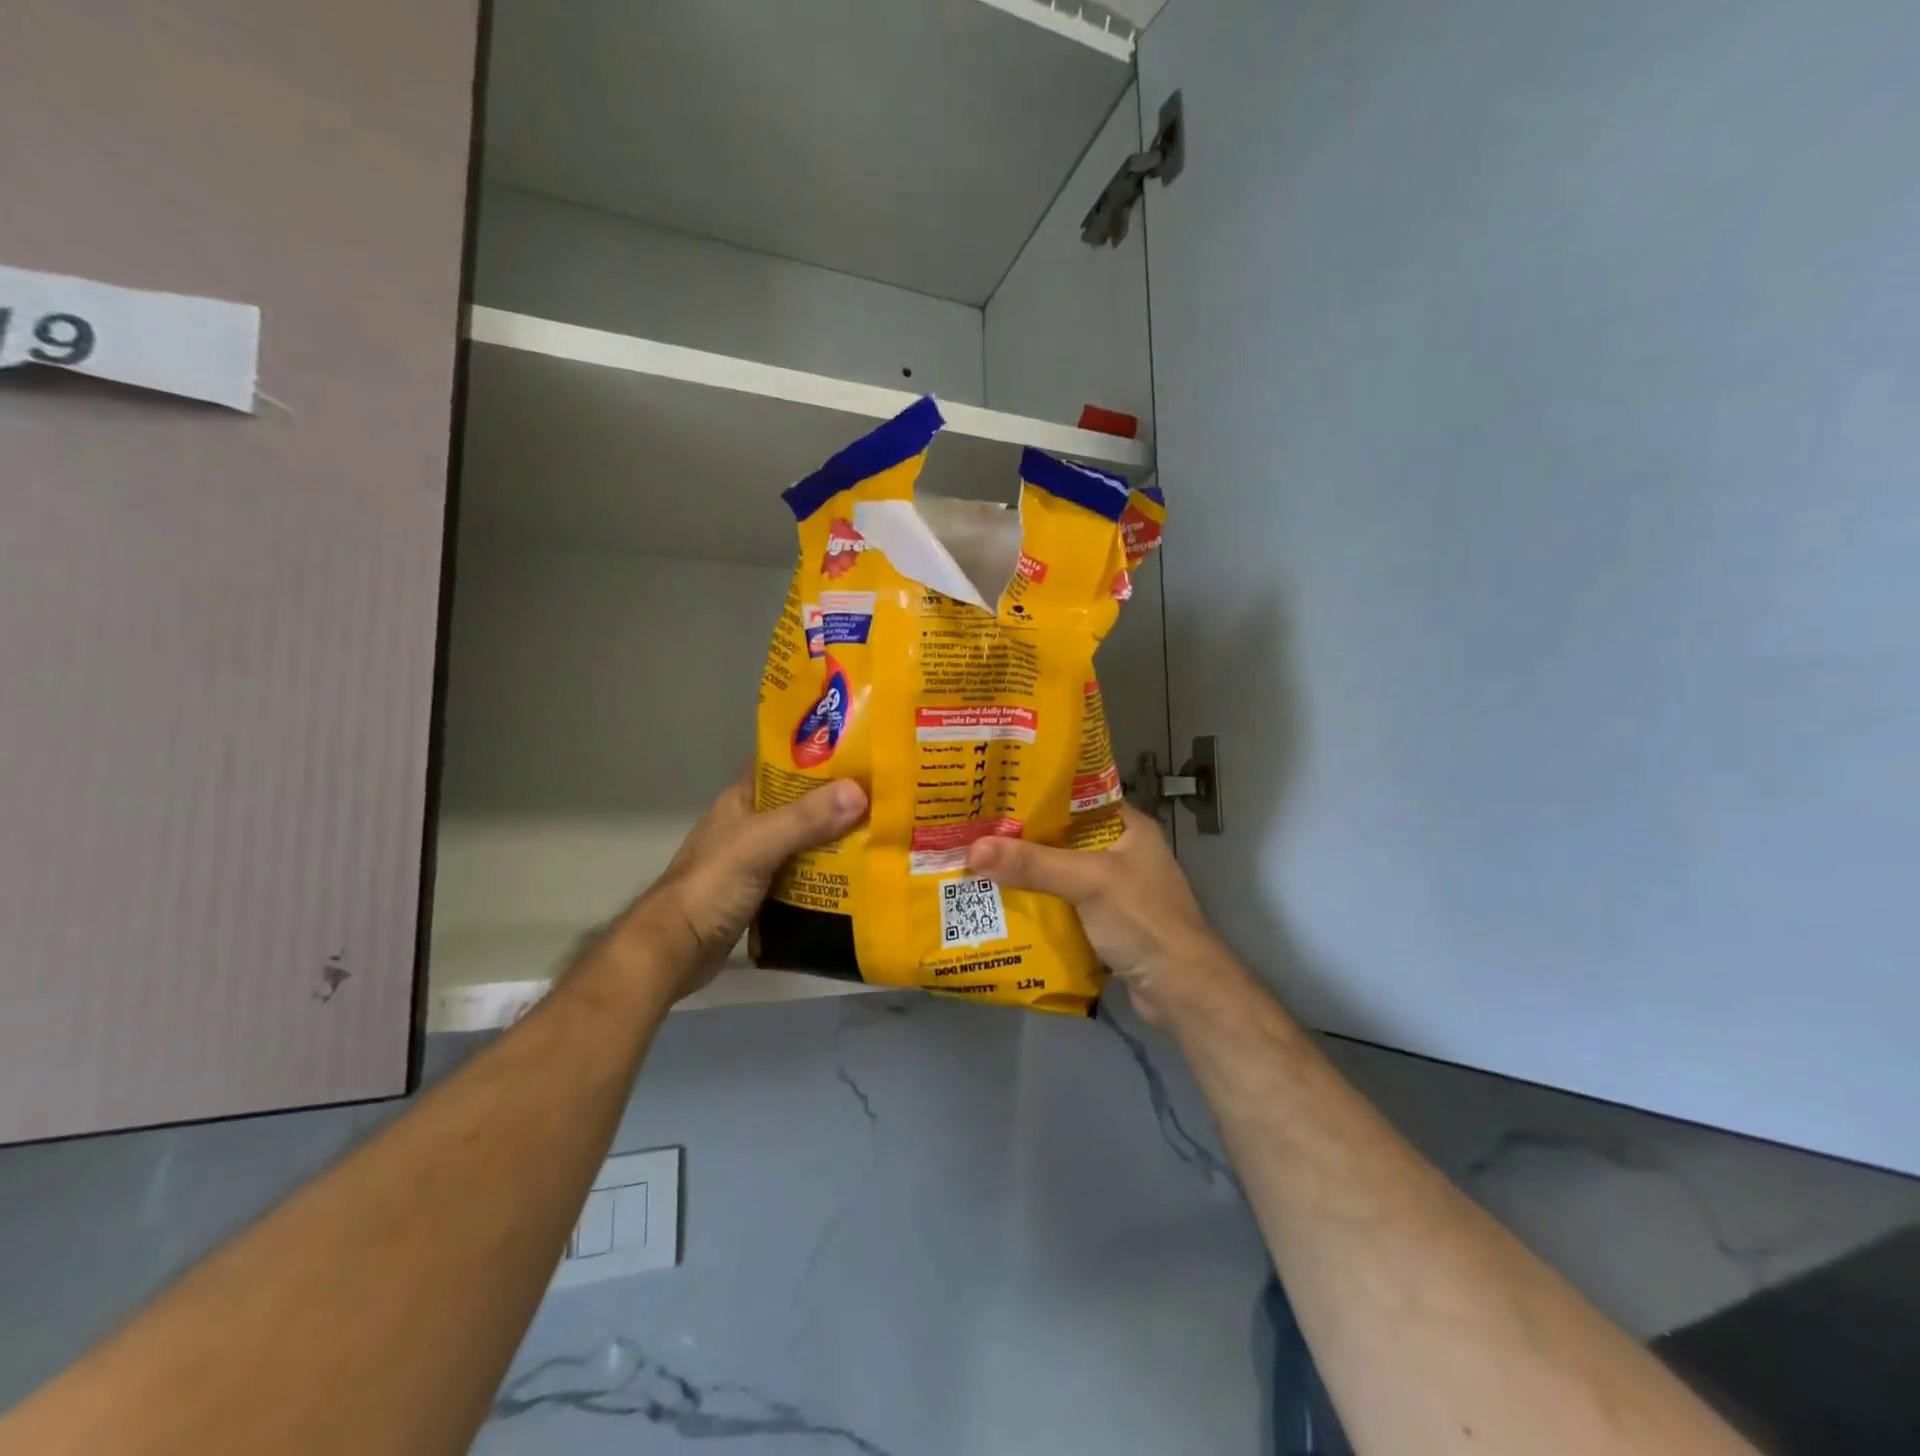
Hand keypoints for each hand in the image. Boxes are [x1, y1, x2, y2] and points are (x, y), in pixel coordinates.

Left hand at [628, 770, 866, 1001]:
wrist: (675, 951)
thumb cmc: (710, 887)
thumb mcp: (759, 845)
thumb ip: (806, 819)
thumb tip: (860, 792)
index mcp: (743, 798)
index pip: (784, 762)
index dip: (819, 754)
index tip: (862, 752)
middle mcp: (751, 823)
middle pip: (802, 802)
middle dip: (839, 799)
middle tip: (884, 796)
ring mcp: (757, 858)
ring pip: (806, 839)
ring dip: (837, 838)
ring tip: (882, 832)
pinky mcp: (765, 891)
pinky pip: (805, 873)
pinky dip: (829, 872)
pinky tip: (859, 875)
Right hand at [965, 804, 1244, 1023]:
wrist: (1182, 990)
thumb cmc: (1143, 920)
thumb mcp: (1088, 881)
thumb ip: (1032, 863)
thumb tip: (972, 849)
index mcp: (1127, 826)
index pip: (1076, 797)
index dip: (1037, 793)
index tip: (995, 792)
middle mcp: (1120, 852)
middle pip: (1062, 837)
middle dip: (1022, 836)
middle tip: (975, 829)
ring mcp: (1113, 889)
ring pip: (1059, 872)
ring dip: (1026, 872)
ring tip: (977, 862)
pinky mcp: (1104, 922)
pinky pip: (1062, 903)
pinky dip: (1037, 902)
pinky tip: (1001, 902)